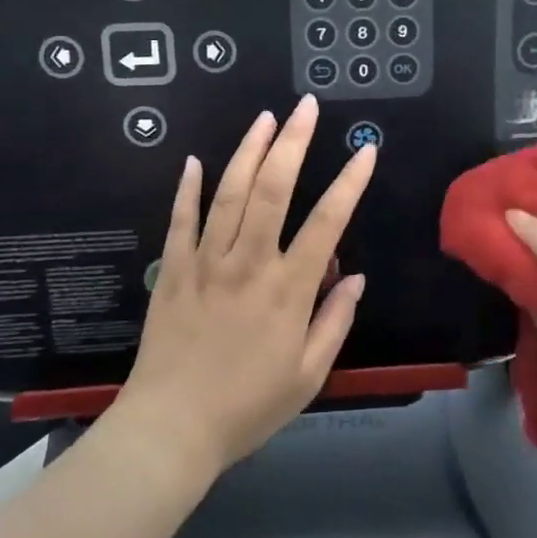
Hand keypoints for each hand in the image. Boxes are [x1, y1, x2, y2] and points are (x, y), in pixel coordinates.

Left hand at [117, 95, 375, 476]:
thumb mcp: (309, 376)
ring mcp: (206, 262)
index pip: (327, 223)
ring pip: (229, 193)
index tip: (365, 150)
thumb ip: (335, 321)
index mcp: (288, 289)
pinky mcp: (172, 270)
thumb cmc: (247, 407)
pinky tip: (195, 159)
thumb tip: (356, 277)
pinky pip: (180, 220)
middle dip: (293, 142)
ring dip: (248, 150)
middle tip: (305, 107)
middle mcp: (249, 263)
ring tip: (265, 118)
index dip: (349, 183)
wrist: (171, 430)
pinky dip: (188, 188)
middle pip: (272, 190)